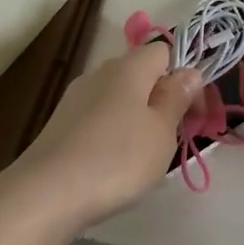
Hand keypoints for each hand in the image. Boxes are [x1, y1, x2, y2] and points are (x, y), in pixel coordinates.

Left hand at [10, 41, 208, 232]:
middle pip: (141, 75)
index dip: (186, 79)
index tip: (195, 115)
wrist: (48, 193)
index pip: (164, 52)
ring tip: (145, 157)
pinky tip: (114, 164)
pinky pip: (99, 119)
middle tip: (174, 139)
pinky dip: (114, 134)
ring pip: (120, 99)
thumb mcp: (161, 131)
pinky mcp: (61, 123)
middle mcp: (100, 73)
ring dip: (138, 120)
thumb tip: (189, 71)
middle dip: (163, 101)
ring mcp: (76, 98)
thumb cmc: (118, 159)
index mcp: (129, 67)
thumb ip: (176, 98)